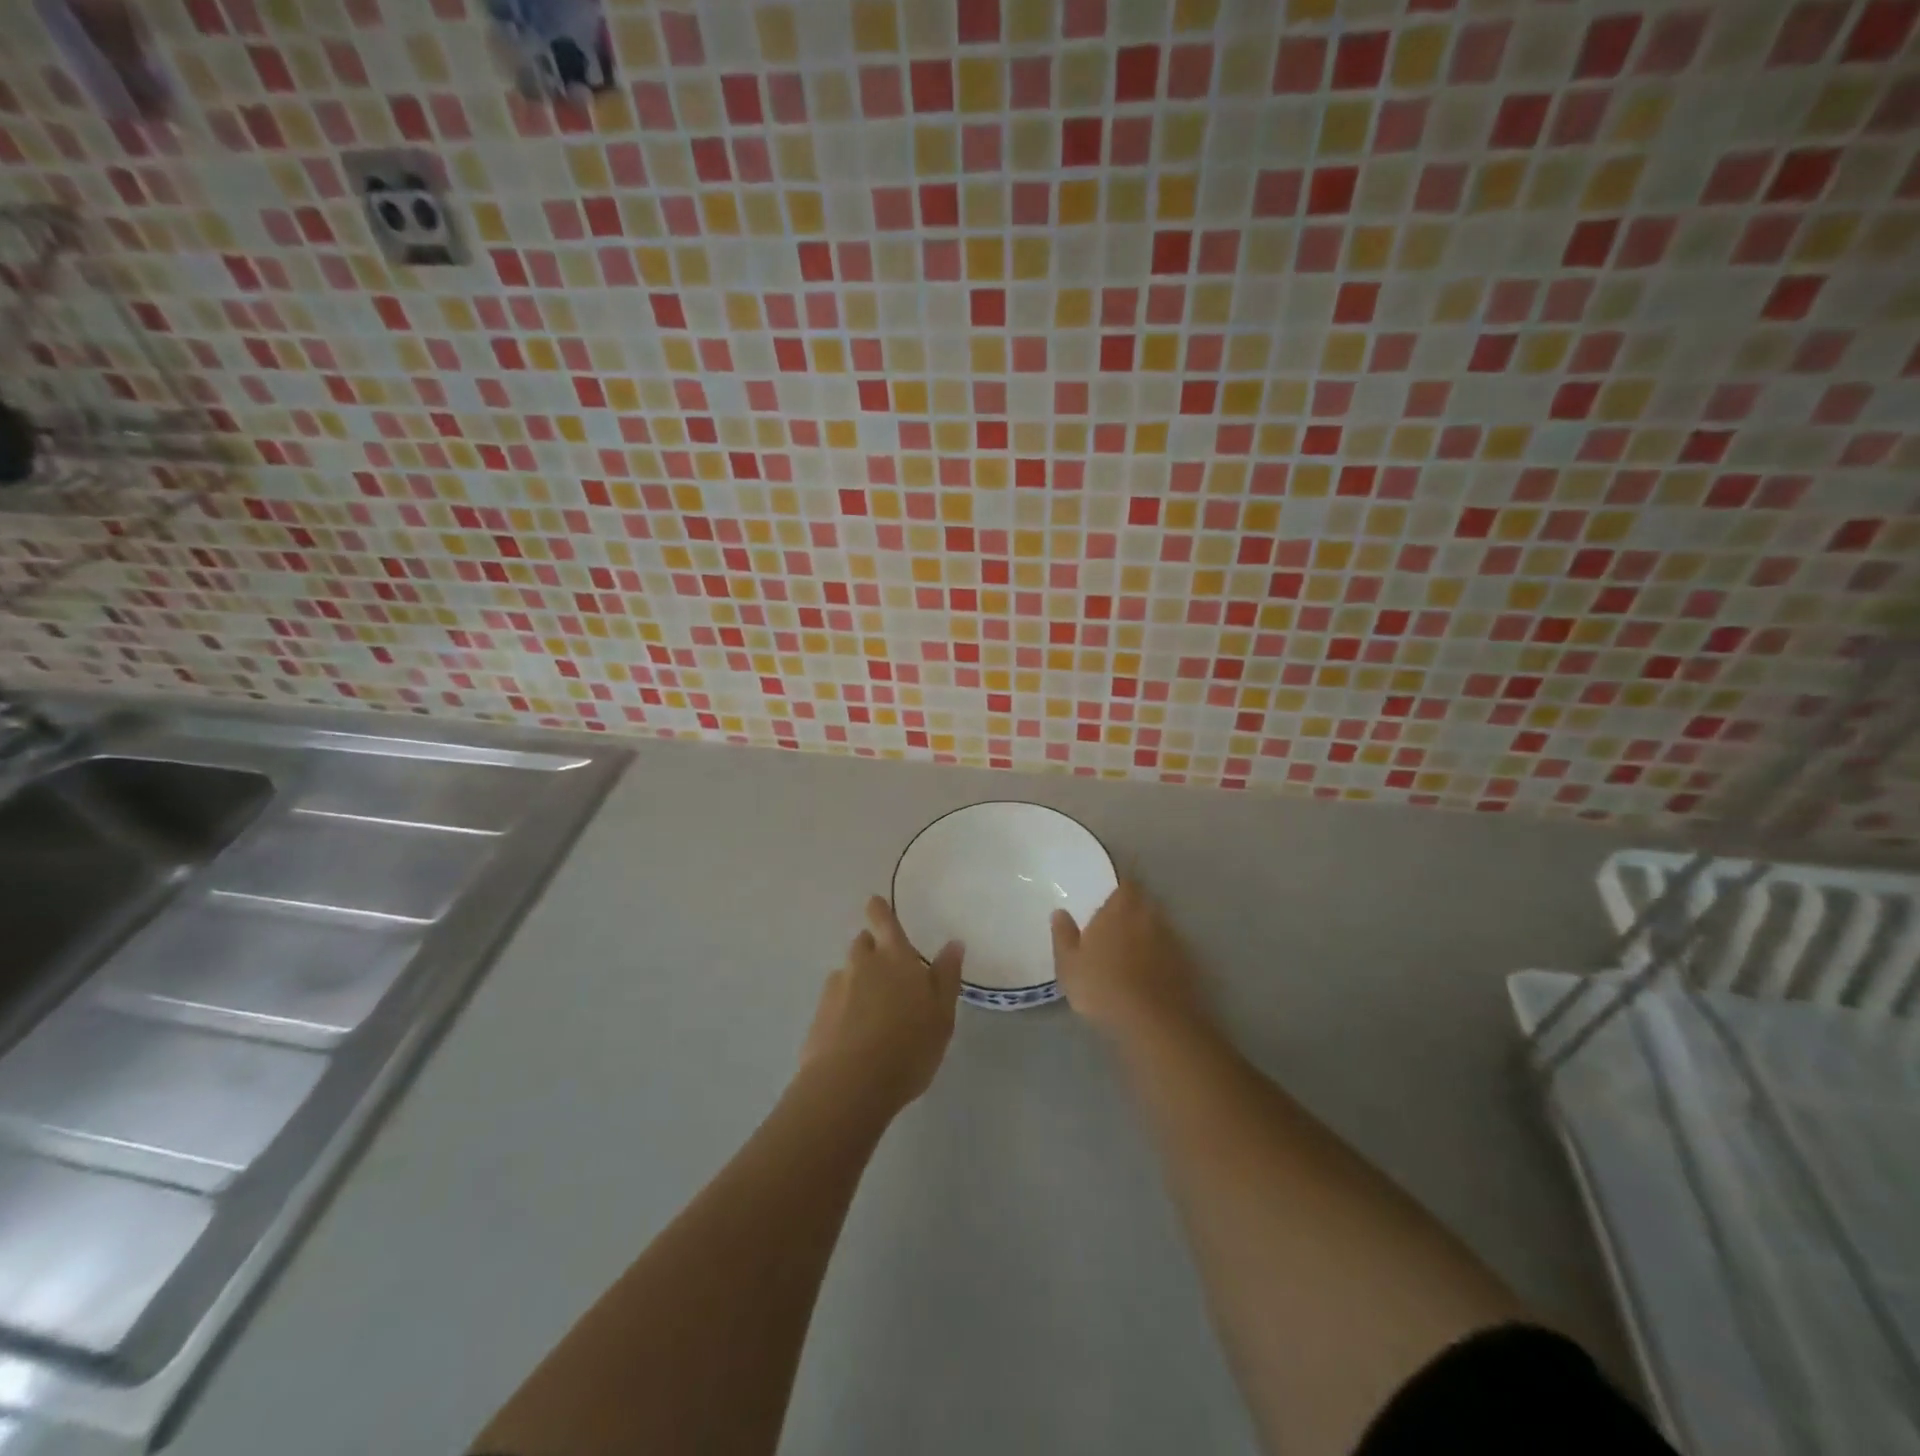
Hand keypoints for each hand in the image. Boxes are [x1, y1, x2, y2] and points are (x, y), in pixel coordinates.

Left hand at [800, 897, 963, 1113]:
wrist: (850, 1085)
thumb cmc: (908, 1046)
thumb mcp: (942, 1014)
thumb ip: (947, 977)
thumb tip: (953, 943)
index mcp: (895, 958)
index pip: (883, 921)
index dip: (879, 910)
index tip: (874, 903)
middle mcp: (862, 964)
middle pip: (863, 944)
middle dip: (872, 949)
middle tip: (888, 972)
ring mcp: (836, 989)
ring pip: (848, 973)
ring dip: (858, 981)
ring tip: (873, 1011)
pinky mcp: (818, 1016)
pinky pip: (835, 1001)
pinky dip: (844, 1008)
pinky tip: (854, 1033)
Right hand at [1051, 881, 1206, 1045]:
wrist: (1154, 1023)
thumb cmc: (1103, 987)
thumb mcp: (1069, 965)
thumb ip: (1064, 935)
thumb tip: (1060, 912)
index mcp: (1120, 909)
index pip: (1126, 886)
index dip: (1120, 891)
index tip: (1109, 902)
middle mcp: (1149, 917)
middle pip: (1144, 905)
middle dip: (1132, 912)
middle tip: (1115, 929)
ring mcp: (1172, 941)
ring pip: (1158, 929)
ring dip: (1147, 936)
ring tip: (1131, 956)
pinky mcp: (1186, 965)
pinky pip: (1169, 953)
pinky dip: (1160, 958)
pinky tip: (1148, 977)